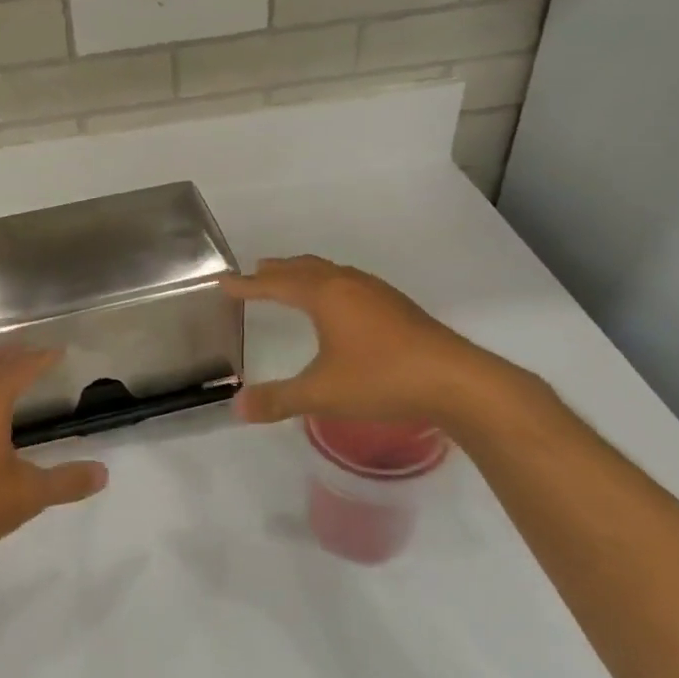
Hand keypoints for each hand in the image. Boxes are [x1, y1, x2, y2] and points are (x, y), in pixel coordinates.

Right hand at [224, 255, 511, 424]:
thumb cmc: (381, 379)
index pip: (275, 284)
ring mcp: (376, 292)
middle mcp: (348, 284)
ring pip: (330, 273)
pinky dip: (329, 284)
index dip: (248, 285)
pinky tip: (340, 304)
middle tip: (255, 273)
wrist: (454, 380)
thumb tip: (237, 409)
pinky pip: (350, 282)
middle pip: (304, 268)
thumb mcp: (322, 393)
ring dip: (305, 274)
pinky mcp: (397, 306)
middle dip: (277, 271)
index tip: (224, 283)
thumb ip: (278, 400)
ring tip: (292, 281)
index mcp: (325, 295)